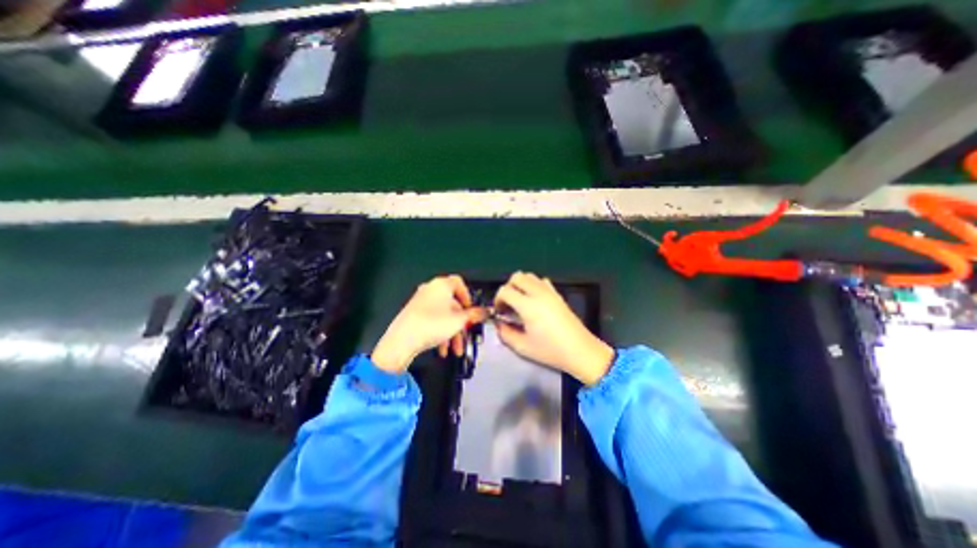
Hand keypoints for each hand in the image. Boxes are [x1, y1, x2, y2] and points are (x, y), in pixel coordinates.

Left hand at [370, 277, 484, 375]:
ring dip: (452, 333)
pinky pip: (432, 321)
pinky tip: (443, 349)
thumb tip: (485, 311)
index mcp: (441, 285)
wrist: (401, 341)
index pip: (459, 283)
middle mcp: (430, 290)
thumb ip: (474, 315)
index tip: (472, 309)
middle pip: (452, 304)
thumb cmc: (432, 325)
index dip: (468, 296)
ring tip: (455, 349)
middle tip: (466, 334)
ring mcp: (420, 302)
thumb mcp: (459, 321)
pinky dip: (440, 333)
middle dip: (461, 322)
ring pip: (443, 315)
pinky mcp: (413, 314)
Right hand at [496, 269, 607, 384]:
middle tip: (508, 304)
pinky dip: (533, 285)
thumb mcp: (522, 347)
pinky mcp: (558, 294)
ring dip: (520, 285)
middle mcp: (538, 293)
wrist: (580, 351)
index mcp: (528, 306)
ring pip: (529, 276)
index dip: (498, 299)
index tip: (499, 311)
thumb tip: (499, 324)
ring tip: (520, 302)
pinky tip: (534, 301)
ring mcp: (550, 292)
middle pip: (517, 277)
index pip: (505, 290)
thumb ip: (505, 334)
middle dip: (508, 288)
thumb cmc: (550, 351)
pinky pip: (541, 281)